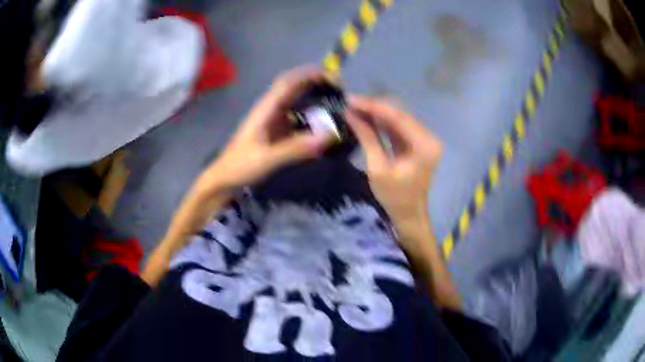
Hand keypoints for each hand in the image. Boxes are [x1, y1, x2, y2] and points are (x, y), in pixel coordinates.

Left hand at [195, 67, 333, 194]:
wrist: (224, 179)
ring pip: (296, 102)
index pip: (288, 82)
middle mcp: (270, 109)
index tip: (332, 78)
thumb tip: (328, 135)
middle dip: (316, 83)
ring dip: (314, 98)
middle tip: (340, 90)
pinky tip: (323, 125)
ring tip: (336, 103)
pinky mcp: (275, 132)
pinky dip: (310, 117)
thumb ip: (296, 148)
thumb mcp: (267, 158)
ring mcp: (273, 120)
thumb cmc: (240, 166)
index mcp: (265, 109)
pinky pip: (296, 118)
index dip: (309, 74)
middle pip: (294, 87)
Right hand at [345, 96, 442, 230]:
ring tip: (353, 108)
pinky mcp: (417, 142)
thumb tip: (349, 114)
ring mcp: (424, 138)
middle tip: (349, 103)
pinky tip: (365, 117)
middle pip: (399, 113)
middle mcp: (428, 137)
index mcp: (424, 145)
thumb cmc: (394, 198)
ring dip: (376, 112)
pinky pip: (398, 127)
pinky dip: (381, 122)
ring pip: (398, 117)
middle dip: (373, 107)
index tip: (351, 100)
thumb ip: (367, 138)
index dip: (373, 106)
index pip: (397, 117)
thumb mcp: (378, 168)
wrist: (409, 215)